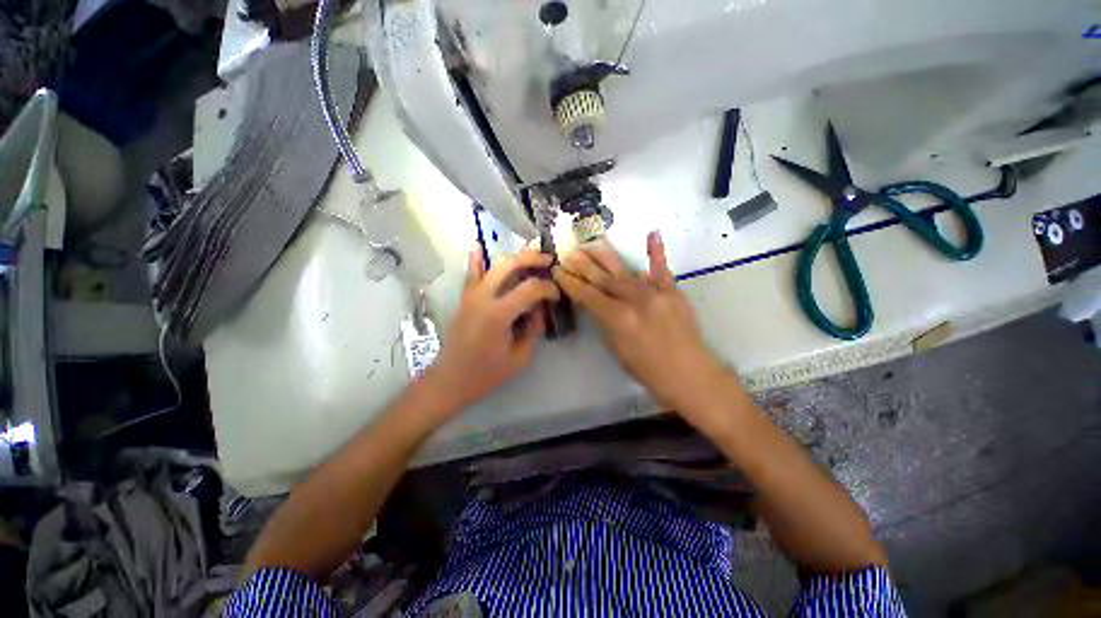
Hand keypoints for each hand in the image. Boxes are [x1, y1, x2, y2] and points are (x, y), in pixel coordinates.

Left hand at [424, 243, 559, 413]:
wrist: (451, 379)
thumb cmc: (487, 373)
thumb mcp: (521, 357)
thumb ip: (534, 329)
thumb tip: (541, 308)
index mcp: (498, 314)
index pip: (530, 288)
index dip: (548, 288)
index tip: (556, 296)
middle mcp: (483, 297)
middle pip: (510, 265)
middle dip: (532, 259)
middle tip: (549, 261)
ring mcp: (471, 295)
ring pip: (494, 265)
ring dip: (515, 256)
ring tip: (532, 252)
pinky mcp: (465, 298)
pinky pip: (471, 274)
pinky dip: (476, 259)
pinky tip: (478, 245)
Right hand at [553, 232, 725, 413]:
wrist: (690, 374)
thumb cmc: (649, 370)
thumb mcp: (617, 350)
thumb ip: (604, 323)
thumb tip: (593, 304)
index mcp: (618, 318)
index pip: (587, 295)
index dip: (570, 283)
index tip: (558, 271)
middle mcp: (634, 300)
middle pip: (603, 278)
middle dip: (583, 265)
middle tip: (569, 254)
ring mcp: (655, 292)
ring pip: (625, 270)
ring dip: (605, 256)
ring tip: (590, 243)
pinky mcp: (673, 291)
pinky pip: (661, 269)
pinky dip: (656, 252)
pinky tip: (652, 233)